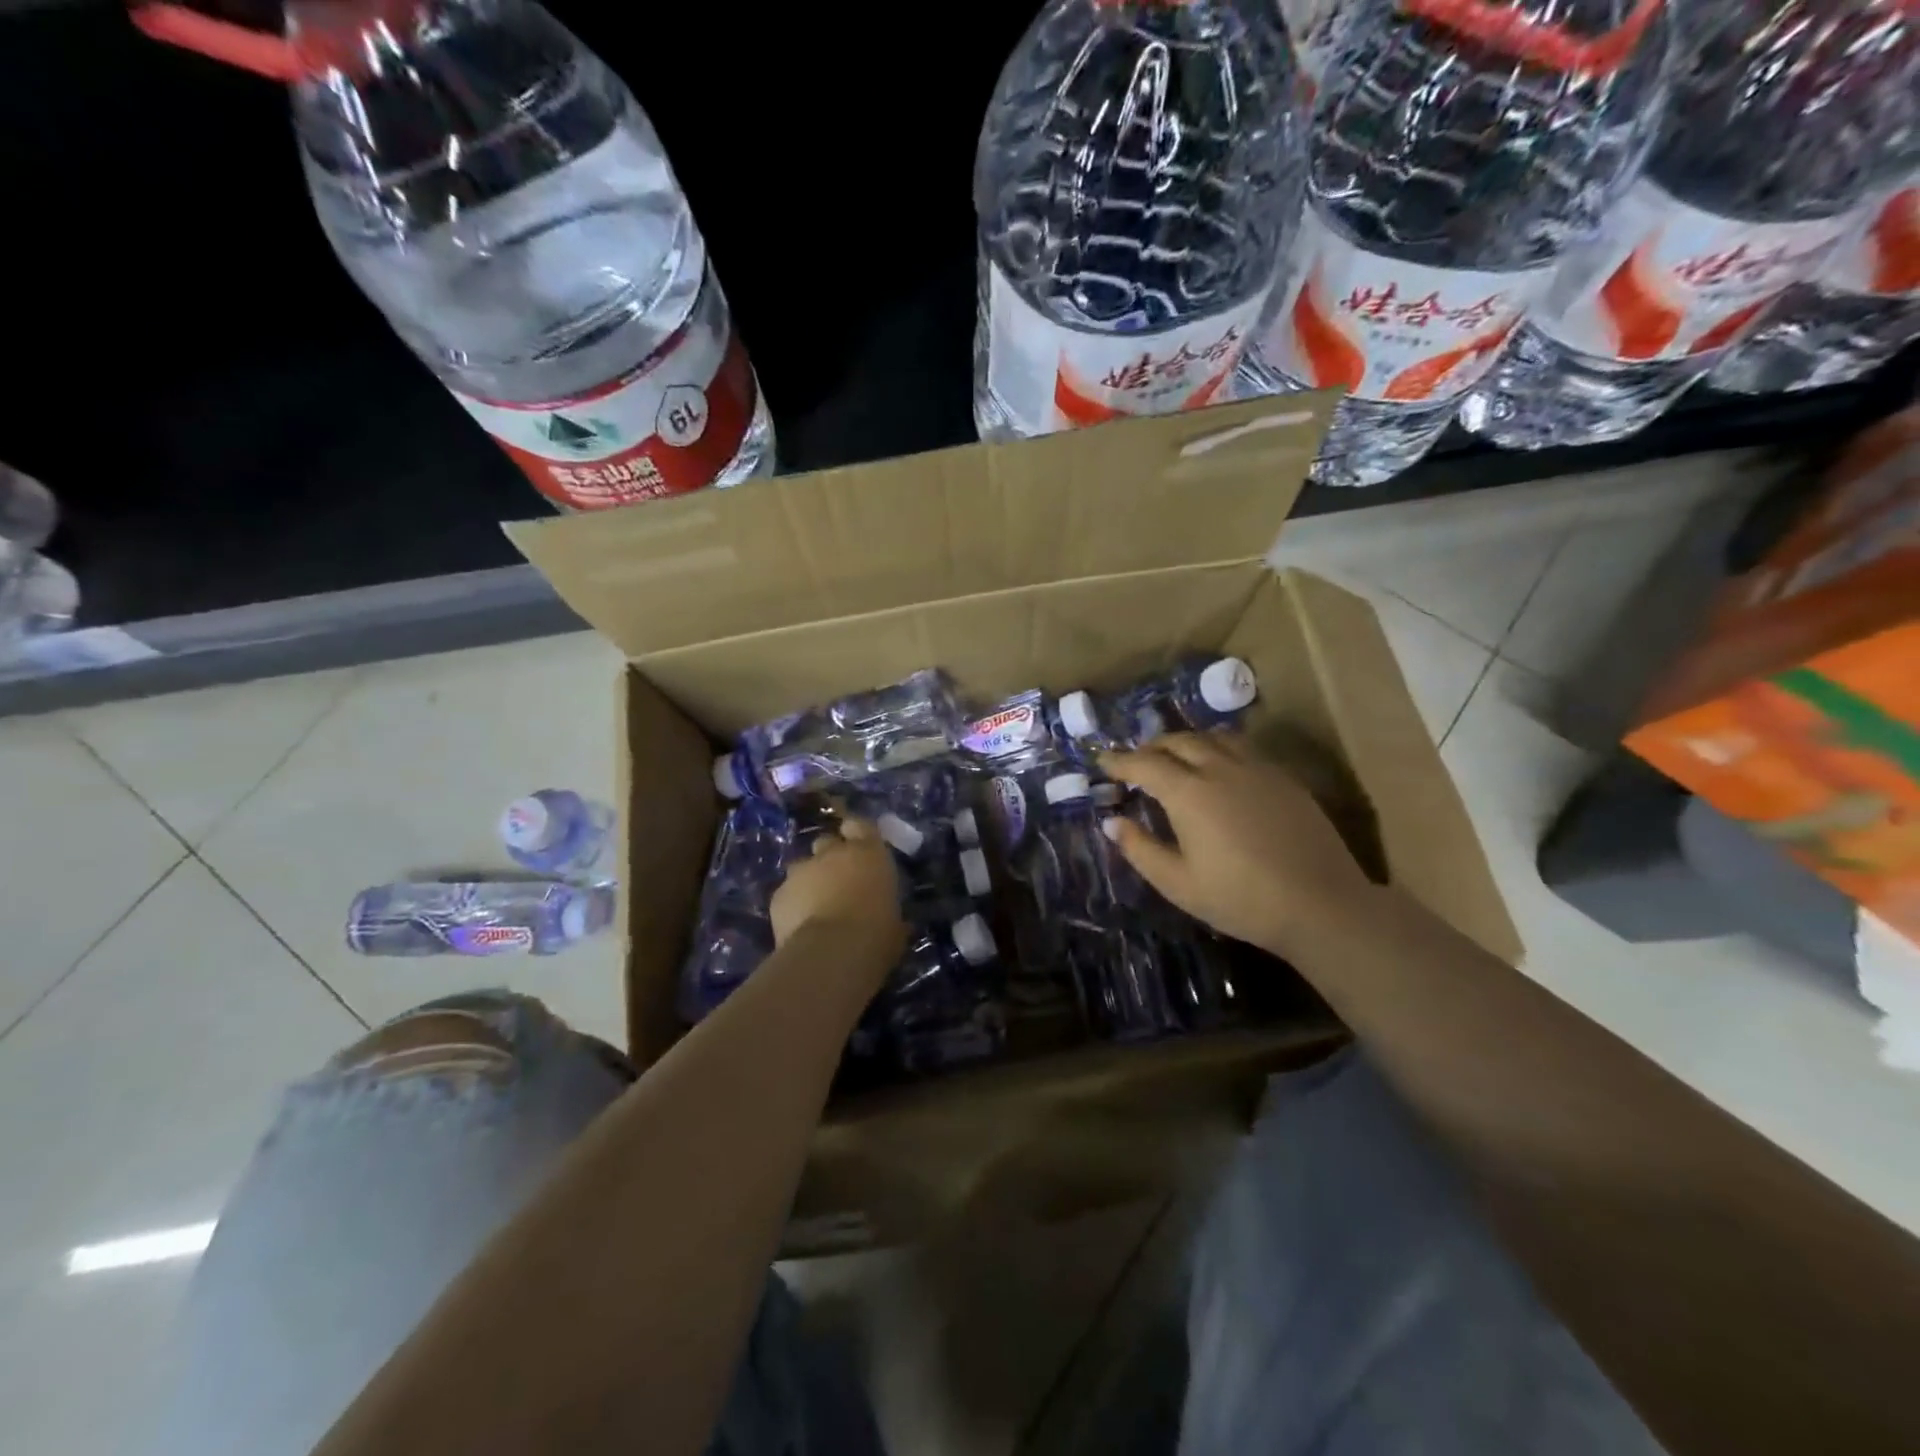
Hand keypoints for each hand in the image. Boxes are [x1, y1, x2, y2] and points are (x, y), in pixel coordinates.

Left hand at [769, 818, 907, 972]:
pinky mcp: (778, 895)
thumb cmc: (875, 935)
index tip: (858, 845)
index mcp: (869, 853)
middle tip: (838, 881)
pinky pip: (787, 893)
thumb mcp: (895, 925)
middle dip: (831, 857)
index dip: (857, 833)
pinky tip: (799, 925)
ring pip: (803, 867)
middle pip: (827, 843)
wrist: (830, 954)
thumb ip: (888, 912)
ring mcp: (801, 871)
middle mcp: (833, 853)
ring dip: (810, 880)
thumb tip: (892, 922)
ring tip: (816, 906)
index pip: (861, 826)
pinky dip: (793, 904)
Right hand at [1099, 733, 1372, 957]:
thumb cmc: (1240, 899)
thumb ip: (1140, 849)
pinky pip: (1243, 747)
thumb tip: (1112, 822)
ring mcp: (1257, 768)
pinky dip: (1219, 748)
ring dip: (1187, 741)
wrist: (1320, 904)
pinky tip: (1221, 768)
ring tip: (1177, 756)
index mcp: (1188, 793)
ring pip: (1214, 737)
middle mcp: (1220, 768)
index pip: (1144, 763)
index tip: (1103, 762)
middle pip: (1178, 741)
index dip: (1119, 760)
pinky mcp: (1284, 778)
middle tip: (1137, 760)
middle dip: (1151, 746)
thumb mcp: (1178, 883)